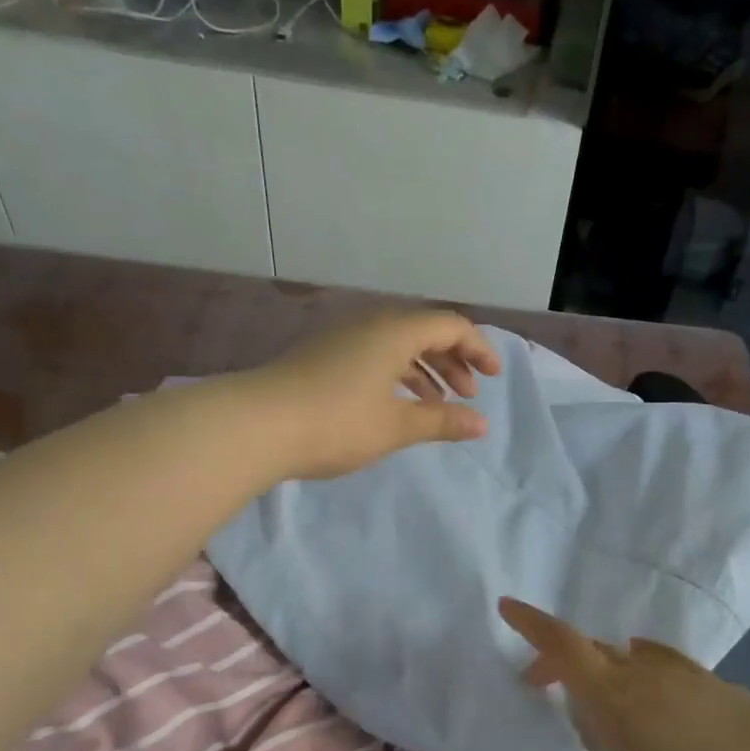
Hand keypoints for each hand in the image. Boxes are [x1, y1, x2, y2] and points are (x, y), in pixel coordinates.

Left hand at [253, 311, 501, 479]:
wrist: (255, 426)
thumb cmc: (336, 422)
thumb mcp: (395, 426)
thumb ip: (442, 421)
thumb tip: (482, 425)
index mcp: (394, 331)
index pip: (450, 325)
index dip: (478, 348)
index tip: (494, 378)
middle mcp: (369, 324)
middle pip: (424, 331)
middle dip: (454, 360)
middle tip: (469, 394)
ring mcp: (342, 339)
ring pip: (397, 344)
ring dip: (426, 369)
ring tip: (440, 403)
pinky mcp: (323, 357)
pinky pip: (374, 355)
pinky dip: (397, 374)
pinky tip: (399, 403)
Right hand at [499, 598, 749, 750]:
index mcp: (617, 700)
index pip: (563, 648)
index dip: (531, 624)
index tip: (505, 604)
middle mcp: (644, 674)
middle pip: (589, 651)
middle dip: (556, 663)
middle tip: (538, 688)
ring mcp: (683, 675)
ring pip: (624, 658)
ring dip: (599, 673)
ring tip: (598, 716)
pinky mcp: (712, 684)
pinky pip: (657, 665)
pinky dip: (636, 674)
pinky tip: (648, 702)